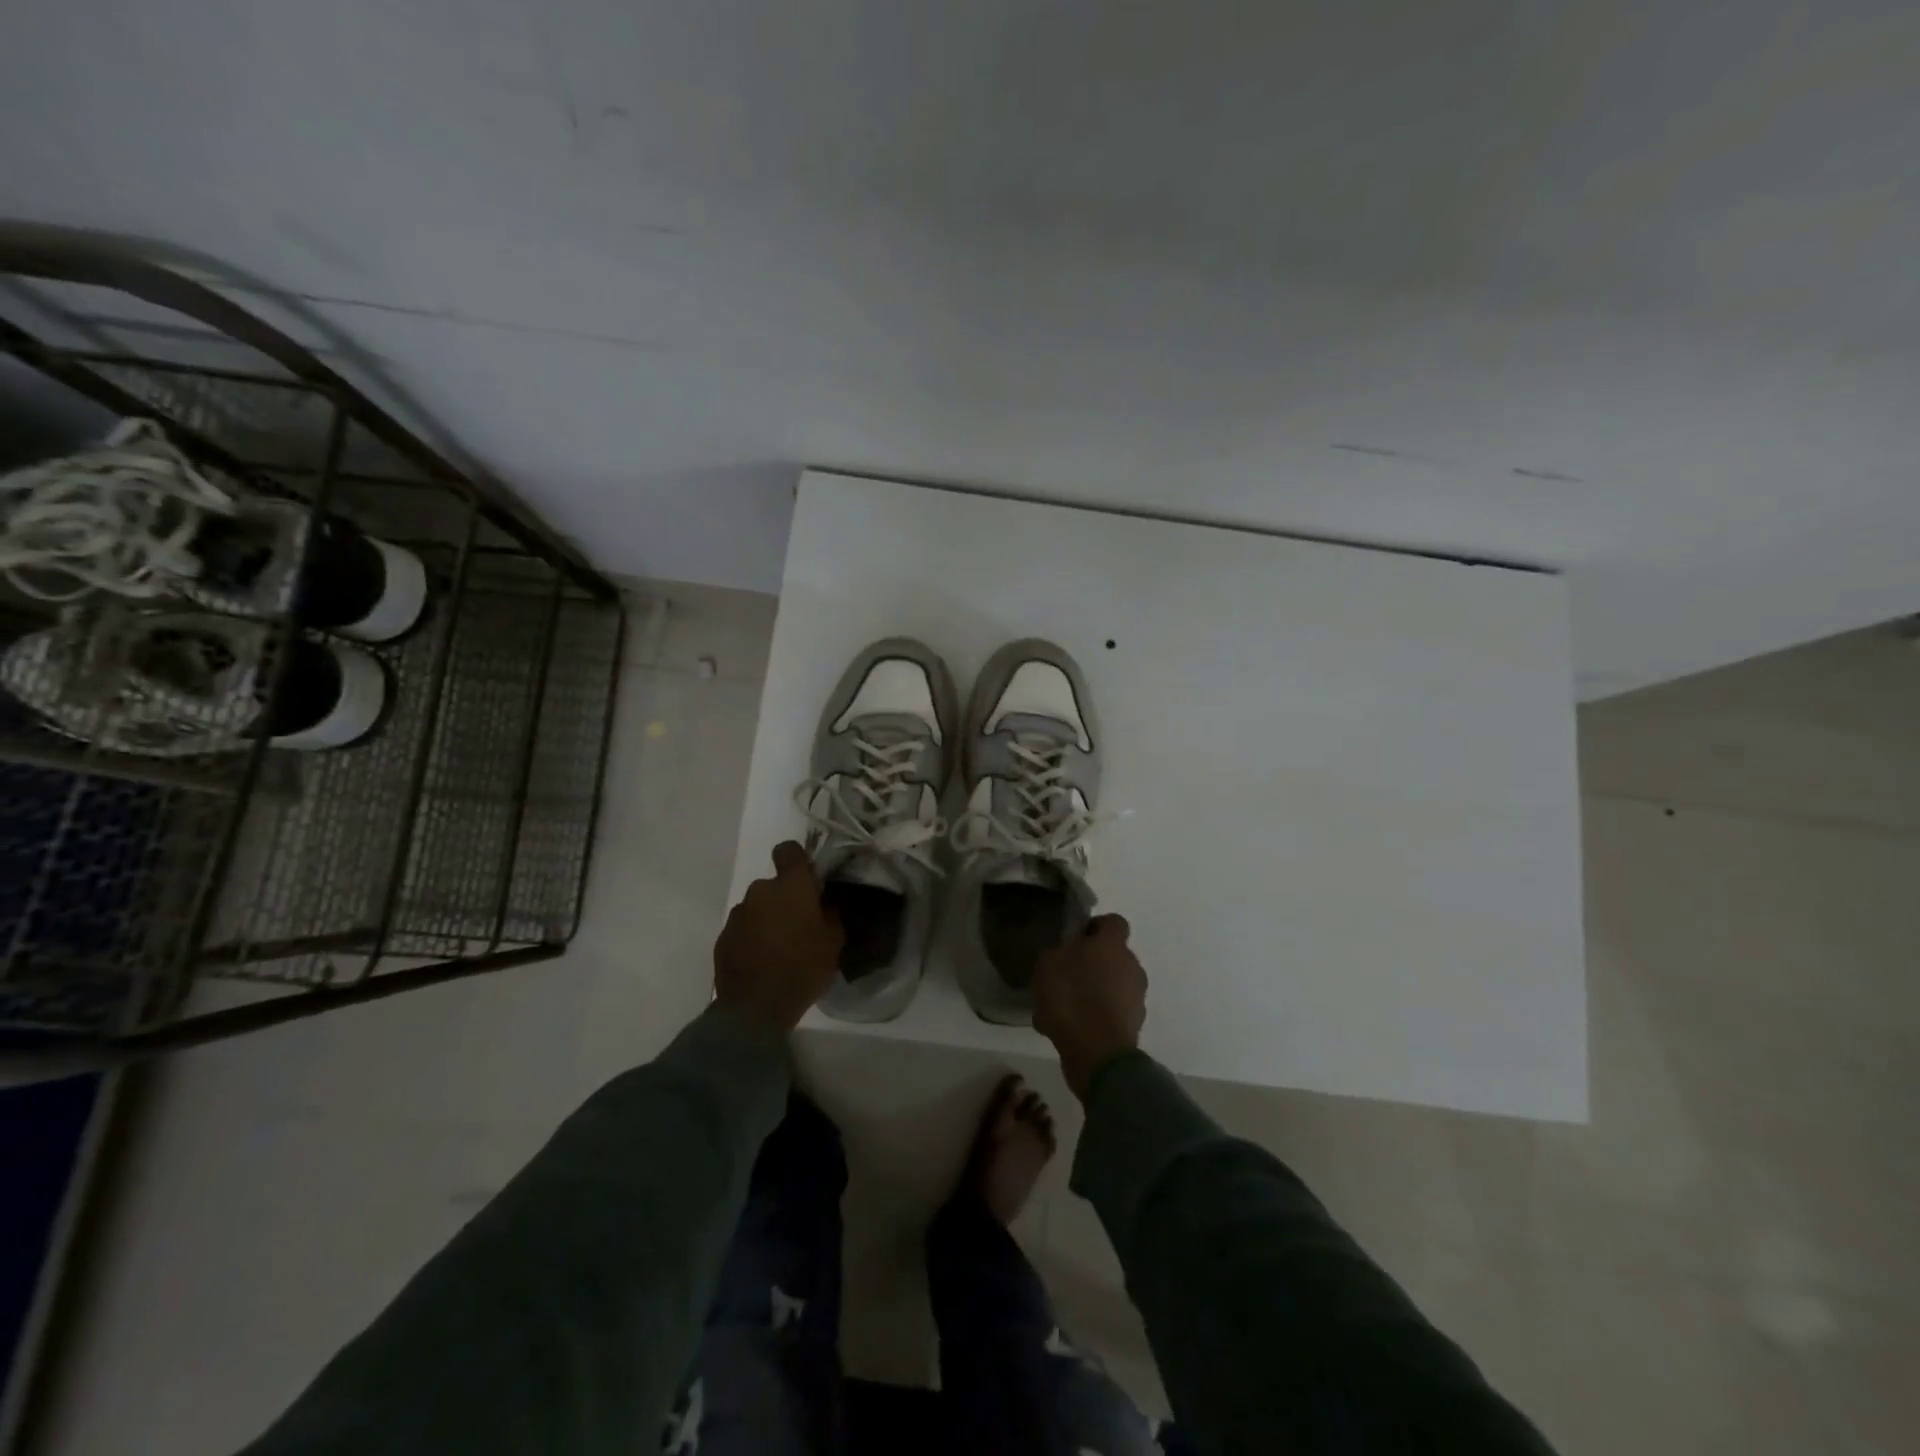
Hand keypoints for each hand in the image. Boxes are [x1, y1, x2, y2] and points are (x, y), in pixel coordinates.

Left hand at [713, 842, 843, 1030]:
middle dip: (786, 899)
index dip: (797, 860)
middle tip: (800, 925)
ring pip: (758, 907)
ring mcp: (738, 914)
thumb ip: (833, 914)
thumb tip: (831, 901)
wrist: (755, 1008)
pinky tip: (762, 961)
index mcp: (790, 886)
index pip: (789, 851)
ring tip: (780, 947)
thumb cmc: (802, 968)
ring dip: (768, 918)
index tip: (808, 879)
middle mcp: (760, 891)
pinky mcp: (723, 937)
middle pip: (774, 885)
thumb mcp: (833, 942)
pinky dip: (753, 937)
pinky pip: (743, 928)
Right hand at [1032, 914, 1146, 1100]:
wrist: (1096, 1053)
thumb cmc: (1071, 997)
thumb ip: (1058, 952)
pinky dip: (1096, 1015)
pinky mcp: (1133, 1025)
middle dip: (1092, 962)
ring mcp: (1136, 997)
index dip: (1095, 927)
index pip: (1113, 921)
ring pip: (1113, 984)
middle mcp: (1131, 966)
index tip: (1075, 939)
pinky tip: (1070, 1027)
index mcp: (1113, 945)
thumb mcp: (1048, 964)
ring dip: (1094, 990)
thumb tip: (1065, 953)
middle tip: (1066, 974)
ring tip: (1064, 1006)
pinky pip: (1112, 1011)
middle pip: (1113, 955)